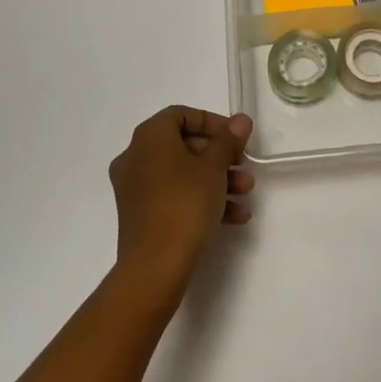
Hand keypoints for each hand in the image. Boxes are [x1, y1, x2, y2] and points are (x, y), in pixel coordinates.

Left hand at [108, 107, 254, 299]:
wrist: (155, 267)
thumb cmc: (185, 203)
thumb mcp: (214, 167)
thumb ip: (228, 140)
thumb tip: (240, 120)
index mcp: (149, 137)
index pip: (182, 114)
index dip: (213, 122)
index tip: (236, 138)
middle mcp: (136, 156)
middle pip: (184, 145)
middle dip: (220, 156)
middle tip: (244, 166)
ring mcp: (135, 188)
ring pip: (182, 174)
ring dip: (216, 180)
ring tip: (245, 194)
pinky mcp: (140, 215)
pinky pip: (174, 196)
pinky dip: (201, 200)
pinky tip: (234, 217)